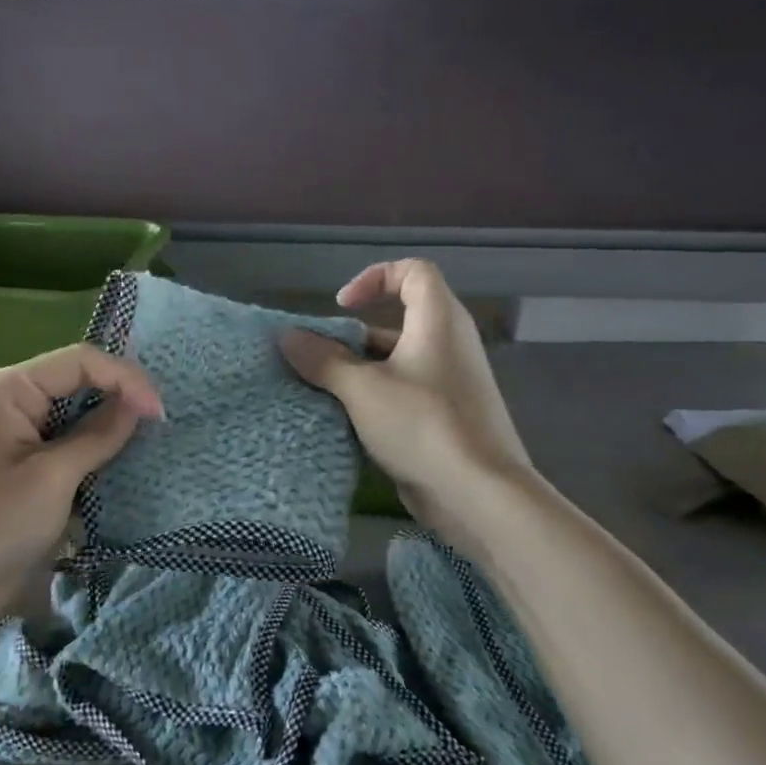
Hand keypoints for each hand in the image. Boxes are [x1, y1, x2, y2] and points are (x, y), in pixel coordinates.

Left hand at [0, 345, 162, 635]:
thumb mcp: (53, 477)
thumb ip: (98, 435)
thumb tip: (139, 404)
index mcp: (10, 388)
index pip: (80, 361)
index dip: (126, 378)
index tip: (161, 413)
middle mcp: (12, 401)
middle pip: (78, 383)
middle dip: (120, 399)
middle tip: (162, 426)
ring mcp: (16, 434)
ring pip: (76, 415)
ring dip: (110, 428)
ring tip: (150, 443)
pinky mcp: (23, 466)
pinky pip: (66, 444)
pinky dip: (94, 452)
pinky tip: (121, 466)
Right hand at [280, 260, 529, 556]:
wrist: (477, 492)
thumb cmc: (421, 425)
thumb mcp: (361, 389)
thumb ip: (323, 360)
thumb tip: (288, 337)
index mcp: (438, 321)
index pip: (413, 272)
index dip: (375, 278)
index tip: (341, 308)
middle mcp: (448, 344)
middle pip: (398, 320)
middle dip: (353, 337)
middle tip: (319, 359)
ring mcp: (449, 383)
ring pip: (397, 362)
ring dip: (358, 372)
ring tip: (322, 393)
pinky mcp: (445, 417)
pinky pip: (404, 394)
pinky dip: (374, 400)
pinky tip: (346, 423)